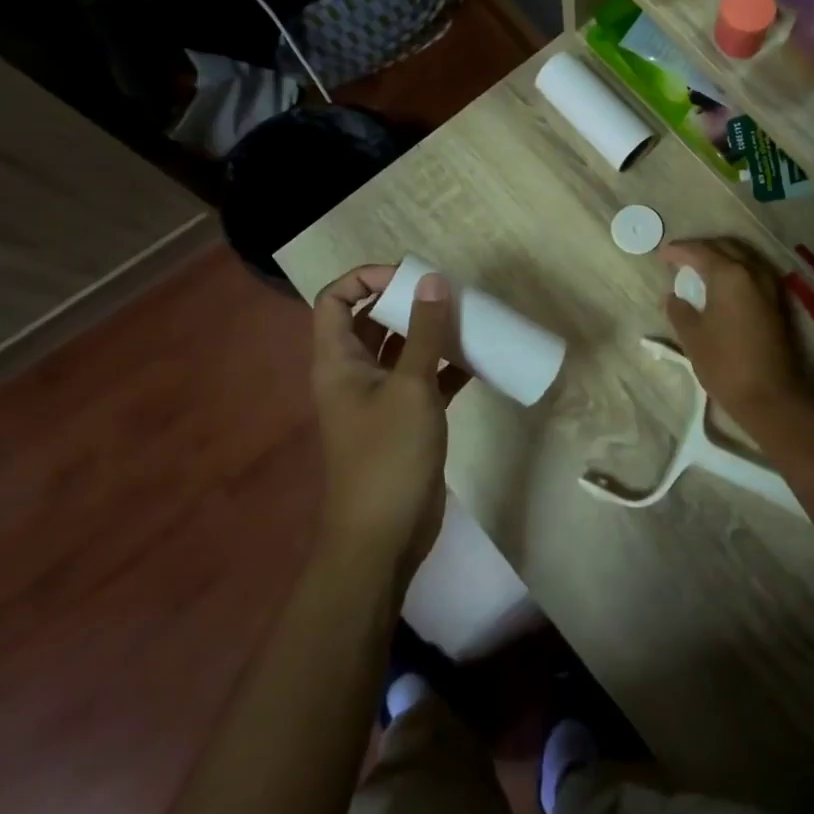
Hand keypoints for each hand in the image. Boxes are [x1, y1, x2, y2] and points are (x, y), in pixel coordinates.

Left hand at [310, 265, 467, 585]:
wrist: (384, 536)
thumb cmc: (388, 455)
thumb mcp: (410, 387)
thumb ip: (424, 332)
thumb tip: (433, 280)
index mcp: (338, 361)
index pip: (336, 300)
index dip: (366, 279)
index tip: (409, 277)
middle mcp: (354, 374)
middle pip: (371, 322)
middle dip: (405, 303)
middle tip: (445, 293)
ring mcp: (379, 400)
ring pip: (401, 351)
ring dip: (429, 333)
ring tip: (465, 318)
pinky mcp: (405, 422)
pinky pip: (423, 381)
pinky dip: (446, 367)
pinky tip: (478, 360)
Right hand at [659, 239, 806, 429]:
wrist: (769, 395)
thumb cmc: (724, 363)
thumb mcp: (692, 336)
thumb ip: (679, 310)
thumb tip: (673, 297)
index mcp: (729, 275)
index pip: (700, 252)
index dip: (678, 251)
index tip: (662, 255)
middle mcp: (753, 272)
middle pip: (725, 247)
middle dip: (701, 248)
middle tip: (680, 257)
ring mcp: (770, 287)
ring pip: (743, 257)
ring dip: (721, 256)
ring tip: (700, 268)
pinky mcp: (777, 303)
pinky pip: (753, 273)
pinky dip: (735, 271)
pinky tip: (722, 284)